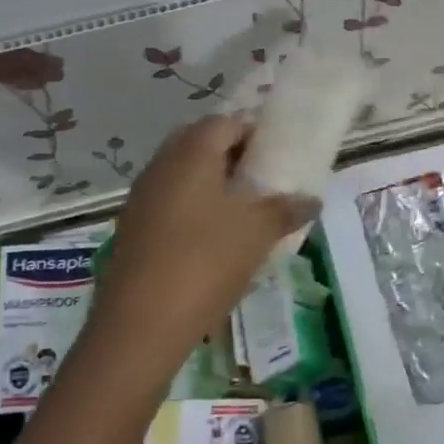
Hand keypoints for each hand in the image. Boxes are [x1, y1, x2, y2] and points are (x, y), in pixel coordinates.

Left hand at [95, 115, 315, 362]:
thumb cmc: (206, 262)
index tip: (276, 152)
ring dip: (209, 182)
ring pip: (180, 174)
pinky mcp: (132, 228)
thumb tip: (312, 200)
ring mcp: (141, 197)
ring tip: (240, 211)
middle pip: (197, 143)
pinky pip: (167, 202)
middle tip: (258, 179)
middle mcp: (161, 165)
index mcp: (191, 153)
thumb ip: (286, 210)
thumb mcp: (258, 234)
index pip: (224, 122)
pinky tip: (211, 239)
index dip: (253, 131)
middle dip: (229, 155)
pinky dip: (190, 208)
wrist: (142, 322)